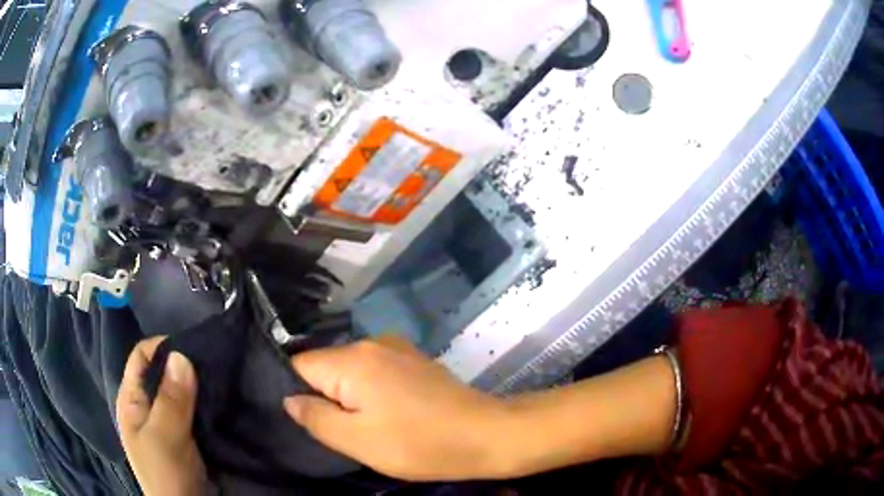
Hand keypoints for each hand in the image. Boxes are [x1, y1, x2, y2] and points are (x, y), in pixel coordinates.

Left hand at [117, 337, 206, 495]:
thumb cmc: (166, 473)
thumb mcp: (164, 437)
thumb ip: (171, 400)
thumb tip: (182, 354)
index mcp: (132, 399)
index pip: (142, 357)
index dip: (163, 347)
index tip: (195, 351)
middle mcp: (146, 405)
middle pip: (161, 372)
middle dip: (184, 366)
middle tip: (213, 366)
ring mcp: (165, 421)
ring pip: (179, 391)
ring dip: (197, 385)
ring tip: (220, 381)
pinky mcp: (184, 434)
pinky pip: (192, 409)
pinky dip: (204, 403)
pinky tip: (218, 402)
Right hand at [284, 336, 511, 480]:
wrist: (485, 434)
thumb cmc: (418, 443)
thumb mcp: (357, 440)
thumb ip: (315, 417)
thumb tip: (289, 398)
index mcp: (353, 359)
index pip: (300, 365)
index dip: (297, 393)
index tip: (310, 420)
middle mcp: (372, 343)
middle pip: (326, 367)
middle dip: (326, 397)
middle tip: (341, 431)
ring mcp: (397, 349)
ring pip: (351, 371)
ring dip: (350, 397)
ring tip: (367, 425)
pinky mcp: (414, 360)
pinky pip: (375, 371)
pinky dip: (371, 391)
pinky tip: (389, 414)